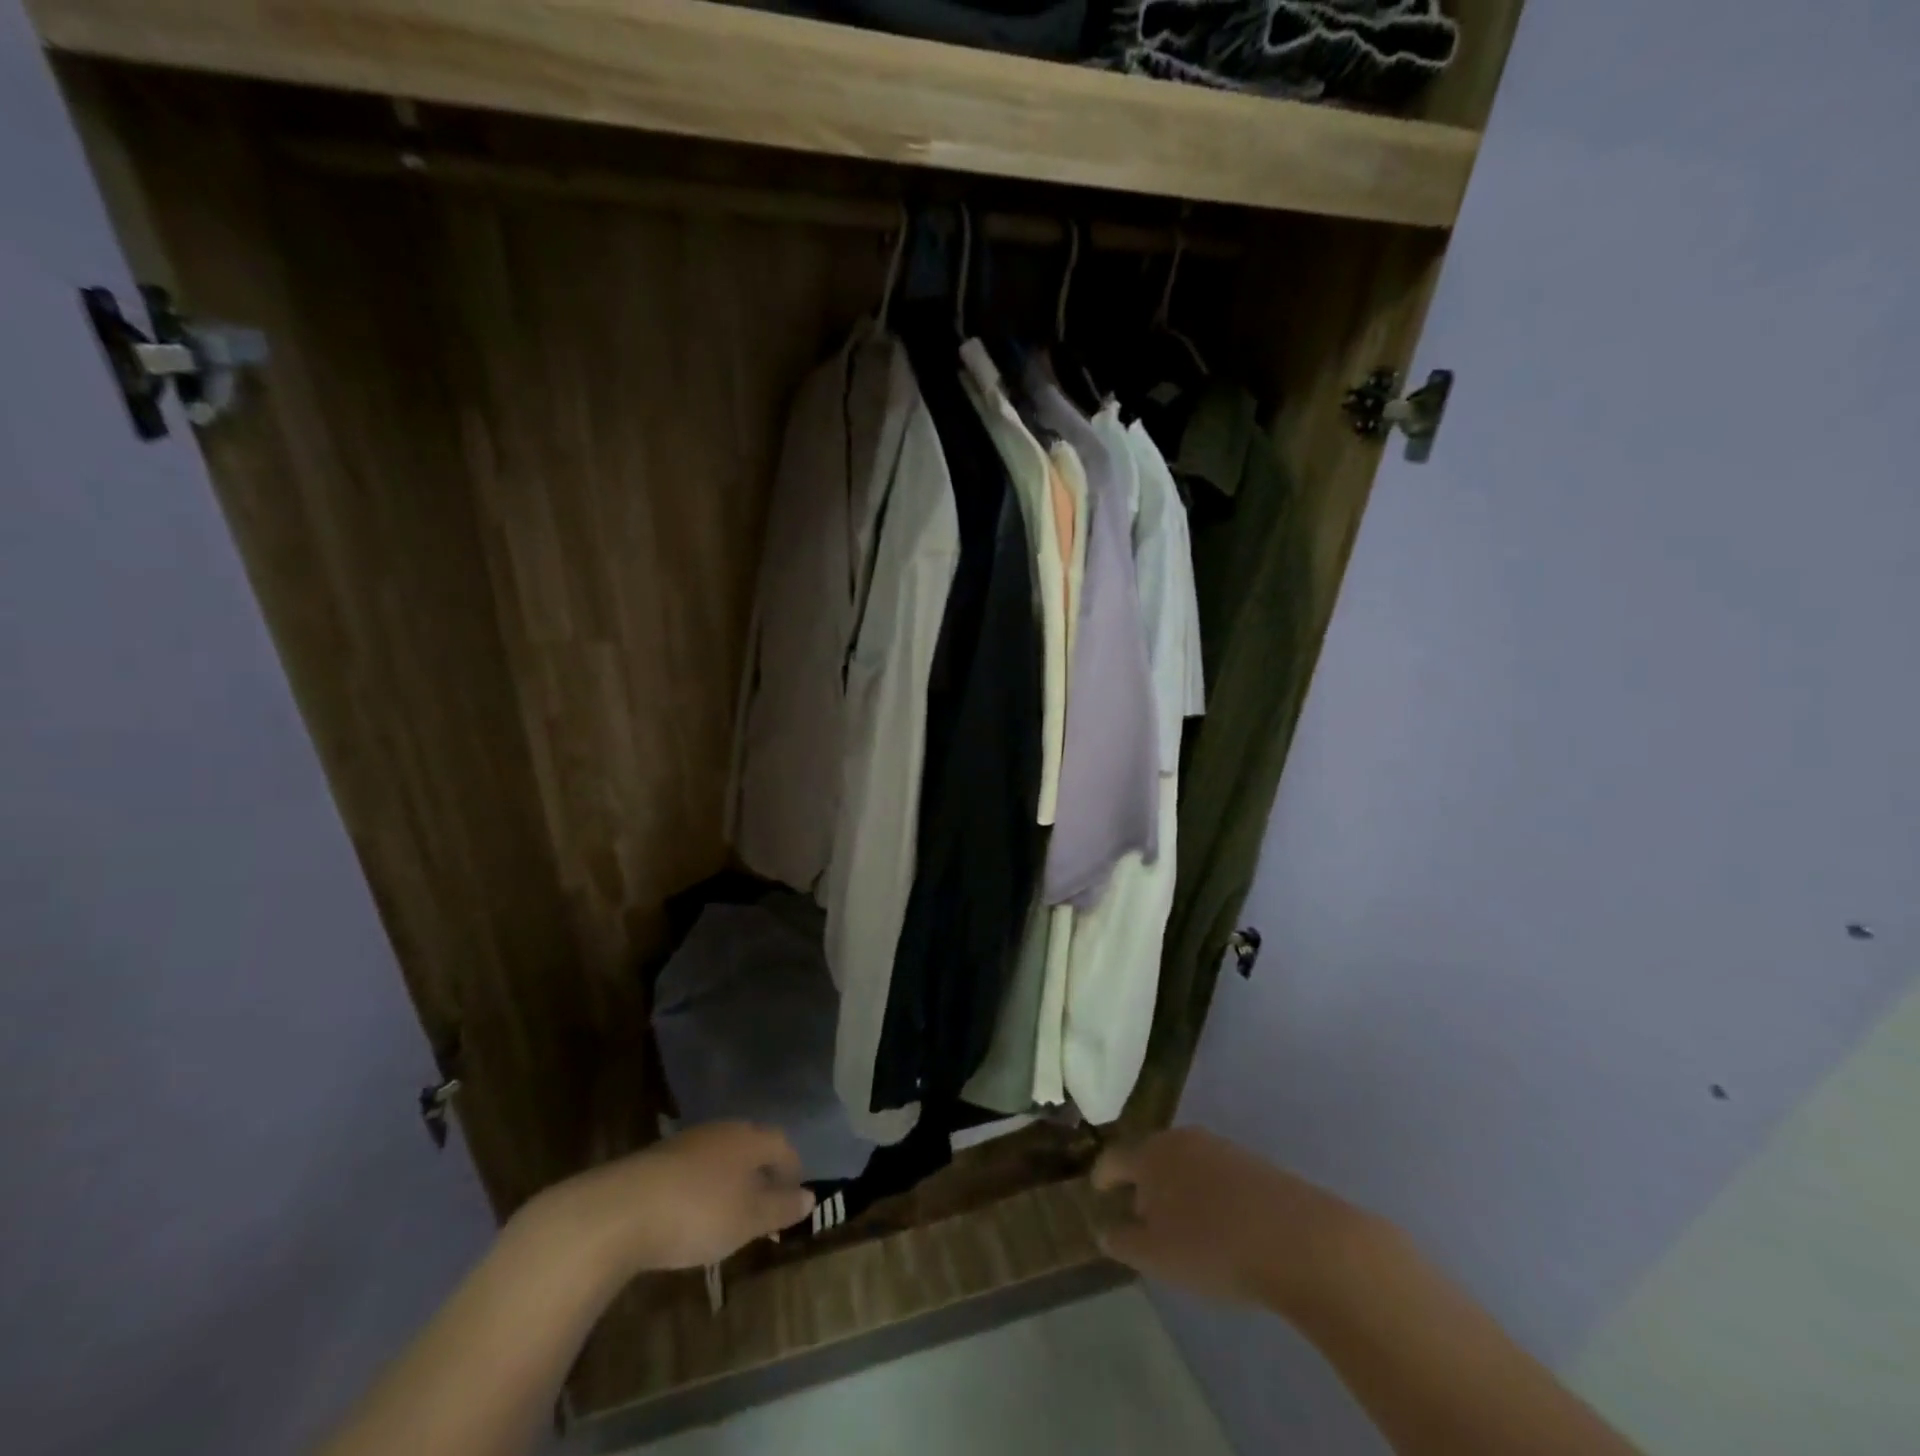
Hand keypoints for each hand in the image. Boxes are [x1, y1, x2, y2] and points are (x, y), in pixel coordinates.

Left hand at [539, 1122, 816, 1276]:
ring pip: (722, 1155)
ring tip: (729, 1213)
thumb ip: (781, 1208)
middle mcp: (722, 1130)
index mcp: (749, 1138)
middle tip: (765, 1206)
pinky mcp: (658, 1159)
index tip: (795, 1198)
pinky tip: (692, 1213)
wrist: (619, 1211)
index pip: (783, 1145)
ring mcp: (687, 1142)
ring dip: (732, 1179)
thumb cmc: (697, 1213)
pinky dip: (703, 1187)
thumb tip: (810, 1196)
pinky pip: (694, 1168)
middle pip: (752, 1145)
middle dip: (763, 1172)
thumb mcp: (748, 1219)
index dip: (793, 1170)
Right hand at [1092, 1127, 1367, 1313]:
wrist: (1299, 1239)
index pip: (1115, 1158)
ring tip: (1182, 1225)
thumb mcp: (1156, 1257)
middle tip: (1141, 1216)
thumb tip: (1103, 1229)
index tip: (1097, 1191)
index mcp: (1151, 1155)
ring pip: (1185, 1164)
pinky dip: (1207, 1194)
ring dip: (1177, 1188)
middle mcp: (1181, 1139)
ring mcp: (1220, 1147)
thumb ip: (1123, 1242)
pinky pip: (1216, 1175)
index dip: (1102, 1176)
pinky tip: (1219, 1225)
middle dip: (1143, 1183)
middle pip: (1151, 1156)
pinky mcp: (1253, 1163)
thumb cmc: (1213, 1247)